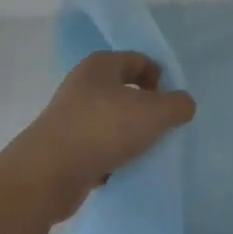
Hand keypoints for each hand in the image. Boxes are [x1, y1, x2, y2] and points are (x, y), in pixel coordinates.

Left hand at [0, 51, 196, 222]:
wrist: (48, 173)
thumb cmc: (103, 129)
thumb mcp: (154, 113)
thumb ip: (177, 104)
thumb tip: (183, 104)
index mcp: (100, 64)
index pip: (139, 60)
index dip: (160, 78)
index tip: (171, 105)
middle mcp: (82, 84)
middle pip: (125, 90)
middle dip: (146, 109)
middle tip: (161, 129)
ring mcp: (70, 115)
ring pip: (111, 120)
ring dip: (129, 135)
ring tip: (142, 153)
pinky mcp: (63, 146)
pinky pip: (97, 146)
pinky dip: (111, 157)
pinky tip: (120, 171)